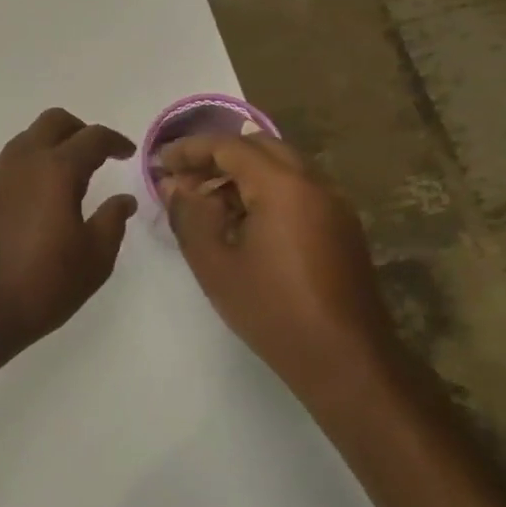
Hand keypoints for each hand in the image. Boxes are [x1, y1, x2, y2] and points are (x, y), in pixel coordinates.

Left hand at [0, 109, 137, 360]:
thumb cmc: (43, 285)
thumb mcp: (94, 259)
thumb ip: (113, 221)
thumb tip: (123, 199)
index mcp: (56, 170)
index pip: (92, 138)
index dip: (115, 141)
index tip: (127, 153)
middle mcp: (22, 162)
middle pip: (53, 121)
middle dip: (80, 129)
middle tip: (97, 154)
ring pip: (27, 139)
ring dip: (52, 145)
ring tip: (69, 177)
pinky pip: (9, 164)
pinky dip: (30, 166)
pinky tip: (38, 198)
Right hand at [158, 134, 391, 391]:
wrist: (346, 361)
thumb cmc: (272, 310)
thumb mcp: (214, 263)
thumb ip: (188, 215)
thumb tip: (173, 185)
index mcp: (283, 185)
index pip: (229, 146)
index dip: (190, 149)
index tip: (160, 163)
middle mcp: (314, 183)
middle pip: (259, 147)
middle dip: (217, 156)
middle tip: (183, 179)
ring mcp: (334, 204)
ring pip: (281, 166)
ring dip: (242, 173)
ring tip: (206, 202)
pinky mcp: (342, 226)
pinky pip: (298, 189)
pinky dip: (265, 190)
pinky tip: (242, 223)